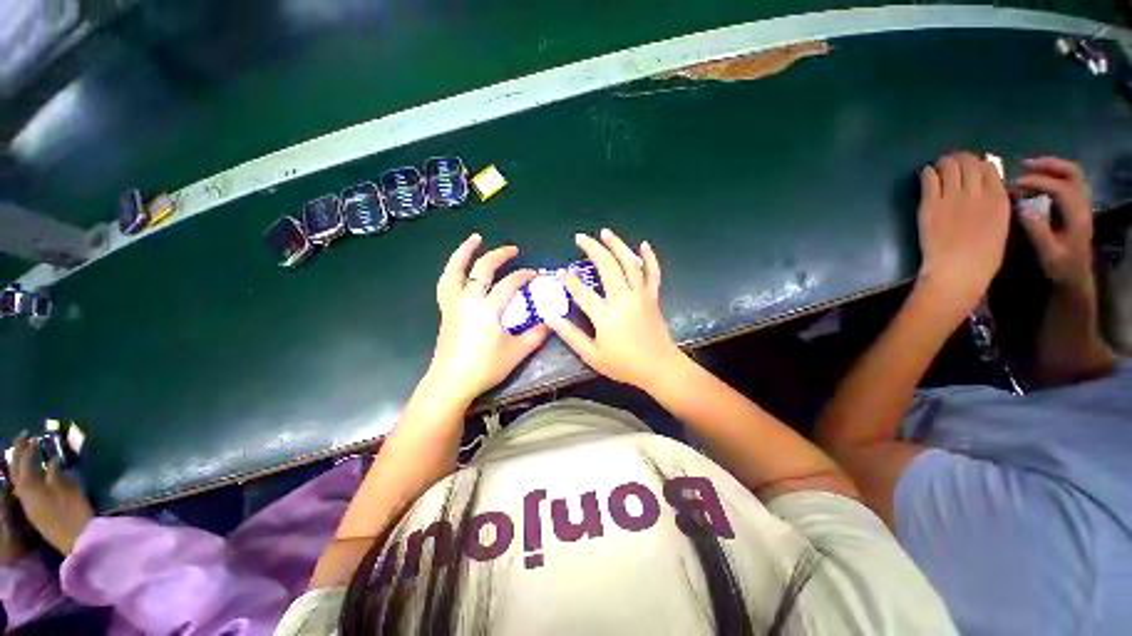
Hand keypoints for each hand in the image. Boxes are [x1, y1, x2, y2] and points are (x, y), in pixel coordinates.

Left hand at [10, 435, 93, 554]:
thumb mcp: (67, 491)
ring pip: (20, 479)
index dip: (26, 448)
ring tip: (30, 453)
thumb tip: (53, 461)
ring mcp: (29, 504)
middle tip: (26, 437)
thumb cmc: (73, 514)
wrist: (77, 541)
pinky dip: (28, 476)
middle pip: (17, 471)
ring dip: (23, 464)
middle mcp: (25, 493)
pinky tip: (37, 474)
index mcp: (30, 488)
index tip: (32, 435)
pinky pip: (26, 488)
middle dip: (20, 454)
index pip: (23, 463)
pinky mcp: (35, 510)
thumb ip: (57, 476)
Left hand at [425, 234, 548, 404]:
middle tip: (513, 249)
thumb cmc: (484, 367)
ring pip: (455, 270)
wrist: (451, 382)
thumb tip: (550, 324)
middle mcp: (468, 299)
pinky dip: (453, 270)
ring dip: (465, 252)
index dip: (523, 276)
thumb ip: (535, 336)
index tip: (534, 274)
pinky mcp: (446, 311)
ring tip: (474, 240)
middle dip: (499, 255)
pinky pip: (446, 283)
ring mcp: (453, 304)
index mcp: (488, 308)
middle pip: (483, 268)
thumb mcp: (516, 352)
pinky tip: (459, 268)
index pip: (509, 283)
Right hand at [547, 228, 682, 389]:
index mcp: (606, 315)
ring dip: (617, 245)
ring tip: (605, 232)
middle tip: (580, 238)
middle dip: (593, 249)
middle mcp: (623, 299)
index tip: (560, 272)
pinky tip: (644, 245)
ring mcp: (640, 295)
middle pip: (607, 267)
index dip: (569, 280)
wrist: (660, 368)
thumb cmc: (624, 364)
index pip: (582, 292)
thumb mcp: (592, 355)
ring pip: (629, 263)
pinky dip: (649, 258)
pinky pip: (653, 273)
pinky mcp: (652, 297)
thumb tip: (551, 318)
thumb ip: (571, 336)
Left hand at [915, 152, 1009, 316]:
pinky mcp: (931, 204)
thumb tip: (986, 192)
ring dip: (944, 162)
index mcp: (999, 199)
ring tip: (939, 166)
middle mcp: (977, 192)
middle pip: (968, 163)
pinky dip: (928, 172)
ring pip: (949, 165)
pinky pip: (929, 178)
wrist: (958, 269)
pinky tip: (926, 173)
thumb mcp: (1000, 227)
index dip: (978, 164)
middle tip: (952, 162)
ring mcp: (952, 197)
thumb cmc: (982, 257)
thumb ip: (994, 206)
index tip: (971, 166)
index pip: (989, 168)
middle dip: (960, 159)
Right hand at [1013, 157, 1093, 290]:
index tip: (1015, 183)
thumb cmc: (1060, 267)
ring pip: (1071, 175)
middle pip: (1072, 173)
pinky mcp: (1075, 206)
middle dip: (1049, 166)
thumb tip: (1021, 206)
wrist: (1075, 276)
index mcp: (1078, 216)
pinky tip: (1035, 182)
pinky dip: (1051, 176)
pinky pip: (1067, 182)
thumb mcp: (1047, 253)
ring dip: (1050, 168)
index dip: (1038, 182)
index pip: (1061, 188)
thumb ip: (1037, 230)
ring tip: (1027, 170)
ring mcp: (1081, 204)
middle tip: (1024, 166)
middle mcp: (1083, 205)